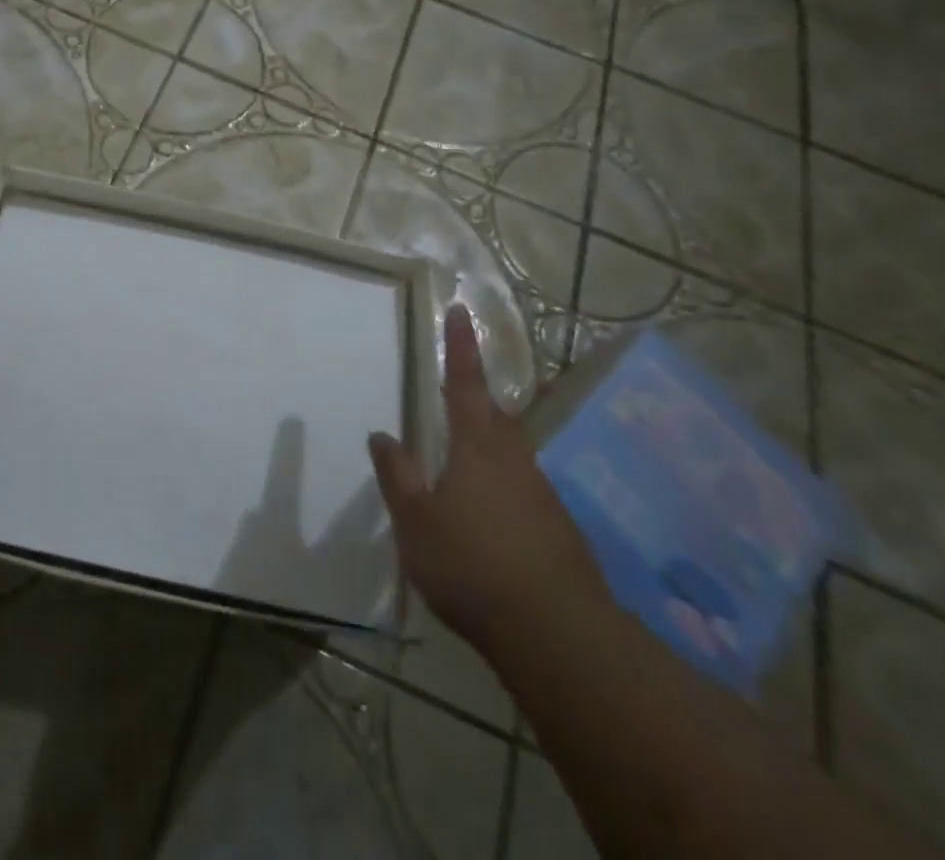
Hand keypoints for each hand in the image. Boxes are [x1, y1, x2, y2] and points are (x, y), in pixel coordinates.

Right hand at [369, 309, 607, 657]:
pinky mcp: (560, 530)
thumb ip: (397, 475)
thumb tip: (383, 434)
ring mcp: (543, 495)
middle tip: (457, 400)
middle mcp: (514, 460)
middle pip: (496, 417)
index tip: (461, 310)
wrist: (558, 635)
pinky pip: (525, 494)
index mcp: (477, 448)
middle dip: (477, 401)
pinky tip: (491, 526)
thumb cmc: (471, 566)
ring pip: (512, 456)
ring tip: (464, 475)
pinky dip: (504, 493)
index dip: (460, 346)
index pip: (464, 383)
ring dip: (489, 451)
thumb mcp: (415, 521)